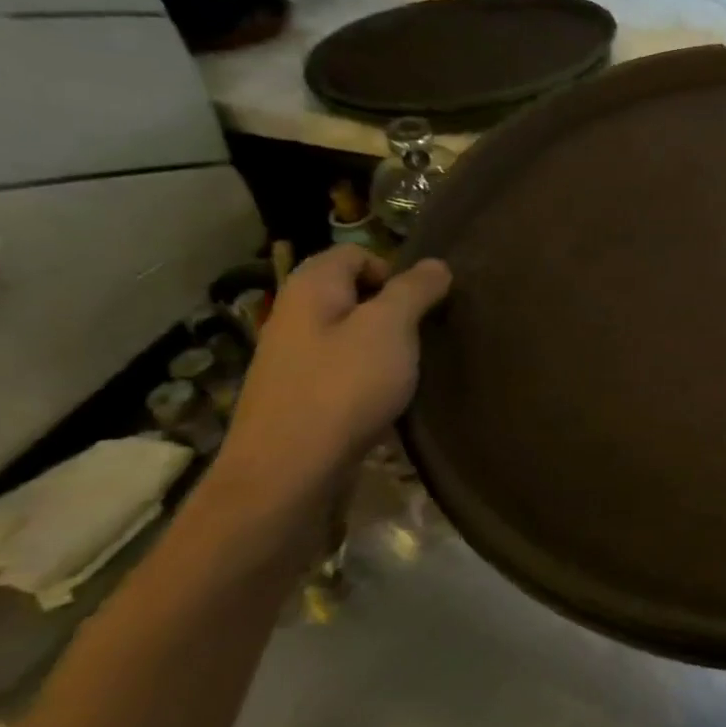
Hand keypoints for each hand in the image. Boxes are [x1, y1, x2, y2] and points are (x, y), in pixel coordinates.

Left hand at [221, 247, 451, 493]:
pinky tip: (386, 400)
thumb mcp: (391, 328)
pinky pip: (343, 372)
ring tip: (410, 370)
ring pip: (349, 336)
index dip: (394, 270)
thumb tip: (437, 265)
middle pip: (353, 295)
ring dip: (384, 348)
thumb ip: (415, 290)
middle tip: (422, 336)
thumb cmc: (343, 387)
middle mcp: (294, 316)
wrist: (288, 472)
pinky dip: (368, 379)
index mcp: (310, 288)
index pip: (355, 254)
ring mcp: (293, 361)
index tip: (421, 305)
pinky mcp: (300, 399)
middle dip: (393, 311)